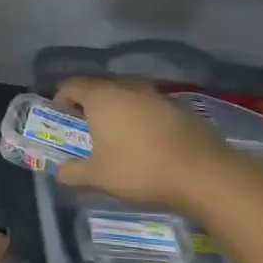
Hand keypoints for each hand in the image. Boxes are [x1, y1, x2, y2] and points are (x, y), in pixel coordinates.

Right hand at [53, 75, 243, 211]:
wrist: (202, 173)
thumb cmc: (139, 169)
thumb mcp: (98, 177)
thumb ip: (73, 172)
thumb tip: (59, 172)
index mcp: (102, 97)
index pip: (71, 85)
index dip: (61, 99)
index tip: (61, 118)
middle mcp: (127, 87)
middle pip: (99, 86)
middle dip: (88, 103)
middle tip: (85, 127)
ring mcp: (156, 94)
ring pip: (126, 94)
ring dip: (116, 108)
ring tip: (115, 133)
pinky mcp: (178, 106)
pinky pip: (148, 105)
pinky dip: (140, 116)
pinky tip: (145, 139)